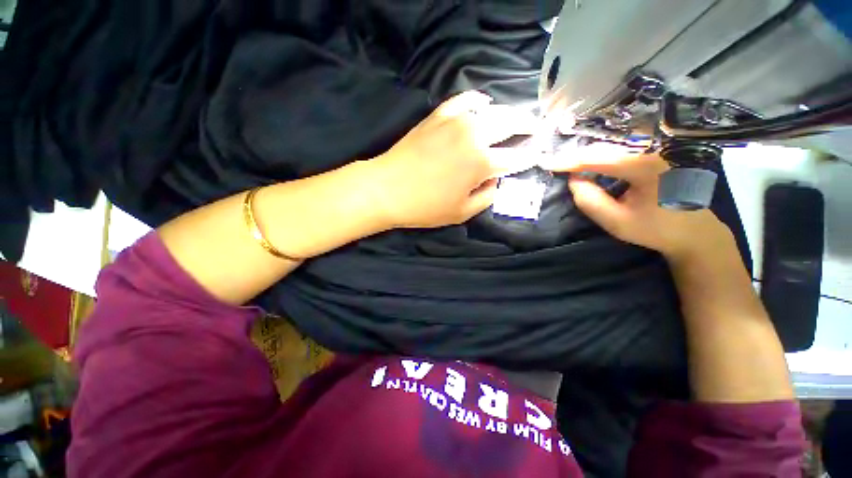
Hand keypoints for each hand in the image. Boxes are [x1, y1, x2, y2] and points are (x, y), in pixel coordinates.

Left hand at [370, 91, 539, 228]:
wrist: (387, 188)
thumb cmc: (425, 207)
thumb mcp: (462, 212)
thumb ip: (486, 196)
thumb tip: (495, 180)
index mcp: (482, 163)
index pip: (517, 157)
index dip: (530, 156)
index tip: (538, 154)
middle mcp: (474, 135)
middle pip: (511, 123)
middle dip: (528, 125)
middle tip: (536, 128)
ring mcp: (455, 121)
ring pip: (492, 109)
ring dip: (508, 113)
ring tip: (515, 118)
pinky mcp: (438, 116)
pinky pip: (464, 100)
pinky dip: (477, 101)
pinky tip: (483, 104)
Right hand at [549, 143, 733, 259]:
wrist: (696, 232)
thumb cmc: (656, 230)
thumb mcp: (617, 222)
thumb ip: (590, 201)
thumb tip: (574, 179)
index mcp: (646, 167)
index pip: (598, 159)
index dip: (570, 161)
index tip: (548, 162)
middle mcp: (656, 150)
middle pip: (607, 147)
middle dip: (580, 155)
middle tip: (559, 163)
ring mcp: (662, 148)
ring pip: (617, 143)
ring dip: (593, 152)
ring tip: (573, 162)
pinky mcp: (663, 152)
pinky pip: (629, 146)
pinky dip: (608, 152)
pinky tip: (597, 161)